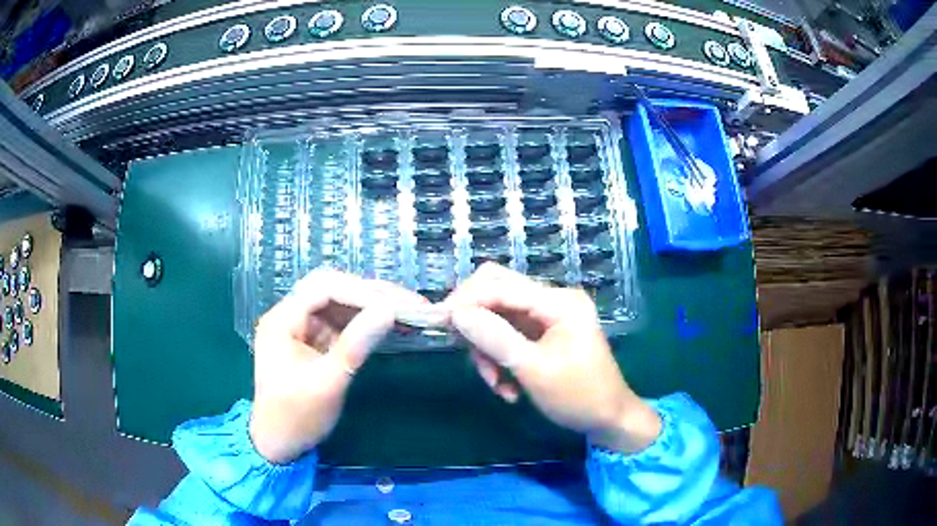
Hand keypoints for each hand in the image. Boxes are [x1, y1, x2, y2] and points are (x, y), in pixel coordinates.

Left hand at [249, 269, 424, 463]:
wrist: (279, 445)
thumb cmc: (297, 417)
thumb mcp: (327, 384)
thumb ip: (356, 345)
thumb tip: (389, 311)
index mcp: (282, 321)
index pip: (324, 289)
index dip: (362, 292)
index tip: (397, 304)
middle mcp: (290, 316)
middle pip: (333, 290)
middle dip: (372, 295)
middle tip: (409, 303)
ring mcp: (301, 328)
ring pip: (340, 304)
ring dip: (372, 306)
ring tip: (408, 310)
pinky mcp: (313, 341)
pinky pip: (341, 323)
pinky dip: (365, 323)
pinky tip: (389, 324)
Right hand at [446, 263, 661, 453]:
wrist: (609, 419)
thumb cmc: (578, 396)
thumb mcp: (533, 369)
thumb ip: (495, 338)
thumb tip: (456, 313)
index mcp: (558, 301)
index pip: (500, 285)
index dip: (466, 300)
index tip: (439, 322)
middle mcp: (553, 301)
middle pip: (497, 294)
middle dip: (477, 325)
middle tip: (466, 354)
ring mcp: (548, 317)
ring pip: (499, 319)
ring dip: (489, 351)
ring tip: (497, 385)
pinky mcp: (543, 334)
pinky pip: (509, 336)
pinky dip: (501, 359)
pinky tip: (507, 387)